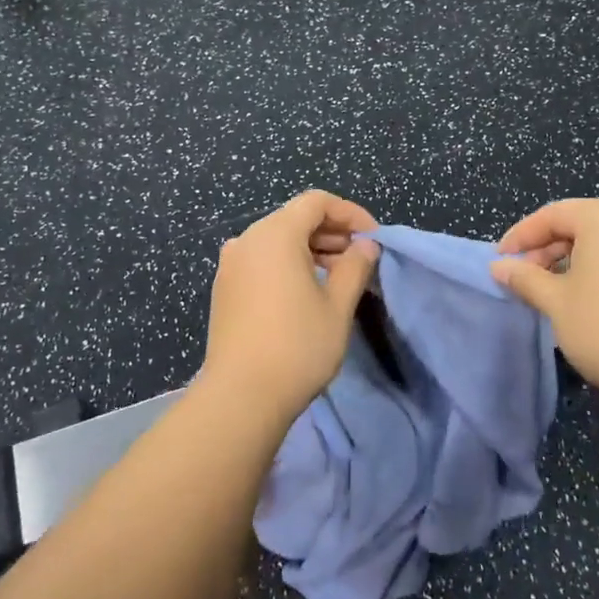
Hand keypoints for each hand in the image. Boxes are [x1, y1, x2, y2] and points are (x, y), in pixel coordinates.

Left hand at [198, 190, 380, 420]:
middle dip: (331, 232)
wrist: (240, 397)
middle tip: (360, 259)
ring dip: (311, 249)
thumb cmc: (297, 346)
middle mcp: (248, 240)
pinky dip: (288, 264)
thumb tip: (366, 245)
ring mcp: (231, 265)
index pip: (316, 202)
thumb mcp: (337, 306)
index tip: (373, 239)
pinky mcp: (225, 288)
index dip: (350, 213)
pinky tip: (307, 291)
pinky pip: (261, 260)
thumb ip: (355, 266)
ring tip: (339, 277)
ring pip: (277, 240)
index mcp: (275, 234)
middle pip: (295, 218)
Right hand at [492, 196, 598, 414]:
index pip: (552, 215)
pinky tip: (594, 291)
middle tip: (526, 275)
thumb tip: (498, 267)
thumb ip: (524, 277)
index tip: (500, 260)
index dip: (521, 237)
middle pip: (583, 222)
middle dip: (550, 247)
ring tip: (556, 285)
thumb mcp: (555, 301)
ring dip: (579, 256)